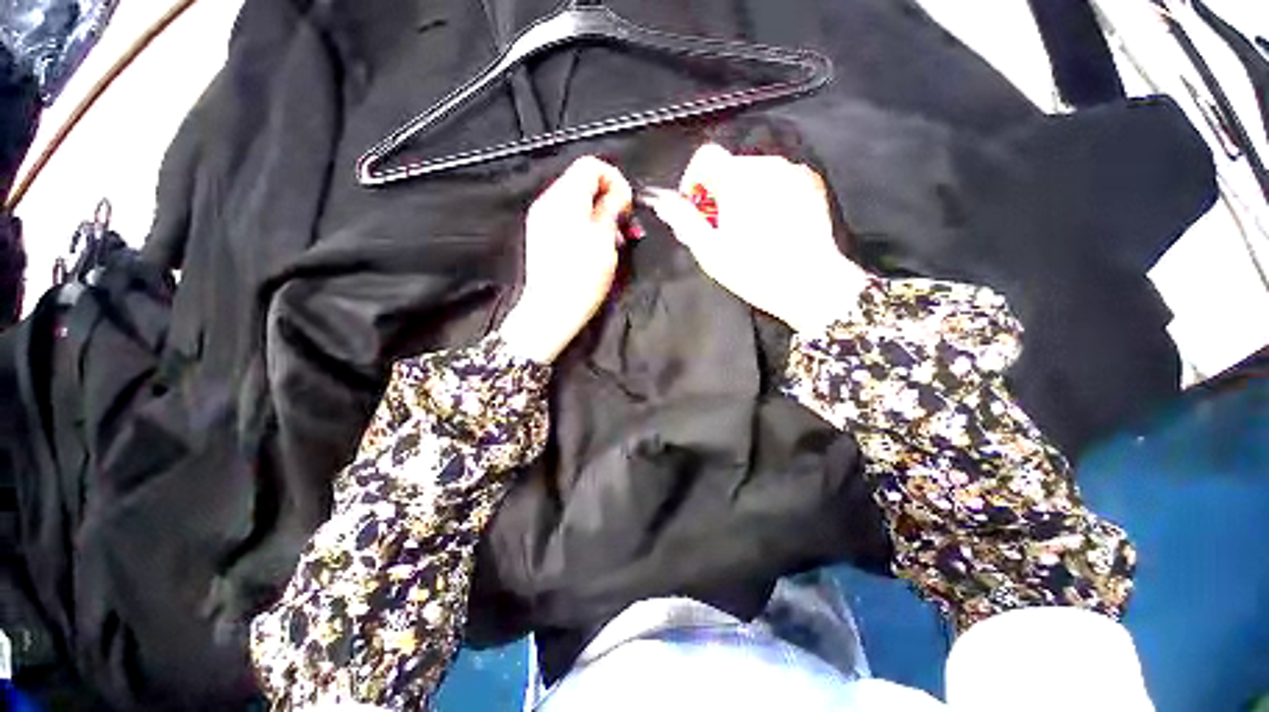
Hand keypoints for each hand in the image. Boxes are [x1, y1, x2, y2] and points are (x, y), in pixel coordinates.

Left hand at [499, 156, 632, 362]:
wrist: (551, 311)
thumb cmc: (581, 279)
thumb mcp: (604, 241)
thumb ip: (611, 209)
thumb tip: (618, 193)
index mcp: (565, 199)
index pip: (591, 166)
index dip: (615, 180)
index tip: (627, 206)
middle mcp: (549, 202)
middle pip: (583, 181)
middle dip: (609, 199)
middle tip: (624, 225)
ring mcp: (542, 219)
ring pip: (577, 200)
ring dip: (600, 213)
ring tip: (615, 239)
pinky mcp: (542, 235)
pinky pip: (568, 217)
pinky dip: (586, 224)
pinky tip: (597, 245)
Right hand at [644, 144, 869, 333]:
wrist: (810, 283)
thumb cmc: (755, 271)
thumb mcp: (710, 251)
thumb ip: (683, 221)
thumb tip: (662, 202)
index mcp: (737, 180)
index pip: (704, 156)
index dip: (693, 180)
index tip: (696, 207)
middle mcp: (765, 166)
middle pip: (729, 166)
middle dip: (718, 192)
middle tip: (720, 228)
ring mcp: (792, 172)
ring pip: (753, 173)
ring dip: (742, 194)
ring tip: (748, 229)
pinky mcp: (810, 182)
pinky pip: (778, 179)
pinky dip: (766, 194)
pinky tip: (771, 225)